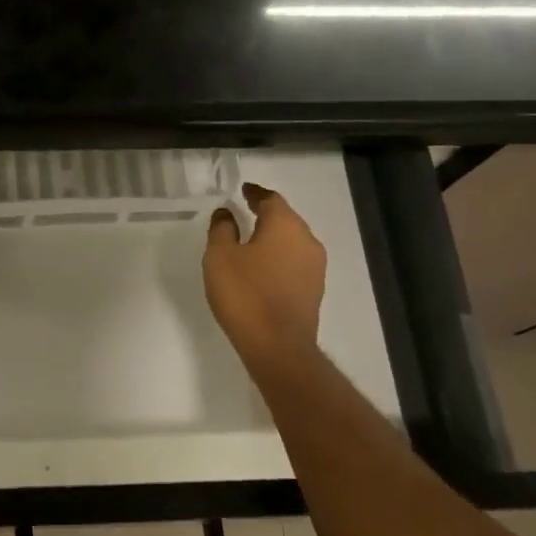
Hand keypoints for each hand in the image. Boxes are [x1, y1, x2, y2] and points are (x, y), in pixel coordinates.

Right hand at [203, 183, 327, 366]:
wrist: (277, 346)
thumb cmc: (245, 294)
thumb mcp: (220, 257)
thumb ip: (222, 229)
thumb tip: (227, 212)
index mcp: (285, 225)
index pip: (271, 199)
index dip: (255, 193)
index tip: (242, 190)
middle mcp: (307, 240)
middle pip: (286, 219)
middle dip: (266, 214)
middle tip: (244, 212)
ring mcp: (315, 267)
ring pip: (292, 242)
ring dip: (273, 238)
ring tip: (250, 242)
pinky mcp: (314, 290)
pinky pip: (294, 263)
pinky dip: (278, 258)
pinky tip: (262, 269)